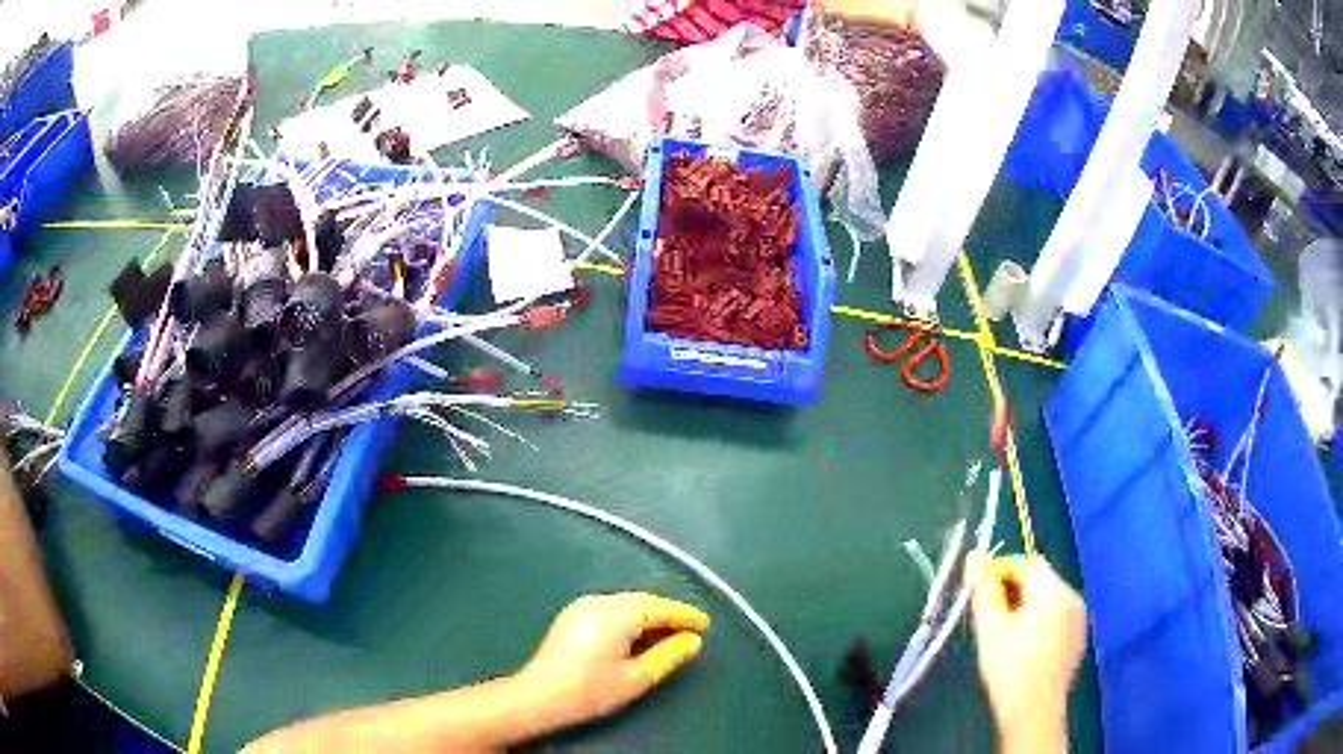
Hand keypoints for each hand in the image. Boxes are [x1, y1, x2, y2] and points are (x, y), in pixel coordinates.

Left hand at [518, 592, 710, 728]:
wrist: (540, 695)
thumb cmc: (591, 689)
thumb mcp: (637, 677)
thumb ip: (668, 655)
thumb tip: (692, 641)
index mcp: (617, 614)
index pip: (660, 608)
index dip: (685, 615)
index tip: (705, 624)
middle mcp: (600, 602)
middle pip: (642, 601)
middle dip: (667, 612)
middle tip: (690, 628)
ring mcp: (582, 606)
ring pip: (626, 602)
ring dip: (648, 613)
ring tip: (668, 631)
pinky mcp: (571, 615)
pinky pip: (610, 606)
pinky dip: (629, 615)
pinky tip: (636, 631)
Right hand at [966, 553, 1085, 752]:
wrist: (1033, 712)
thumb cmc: (1009, 669)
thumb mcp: (990, 628)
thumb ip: (983, 589)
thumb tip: (974, 556)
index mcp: (1052, 592)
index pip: (1026, 563)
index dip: (1000, 571)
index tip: (980, 590)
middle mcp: (1071, 597)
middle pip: (1039, 578)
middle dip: (1013, 589)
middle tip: (989, 613)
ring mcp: (1078, 617)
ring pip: (1048, 596)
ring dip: (1026, 604)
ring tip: (1004, 631)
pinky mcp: (1078, 635)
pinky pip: (1057, 614)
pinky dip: (1040, 619)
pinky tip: (1024, 645)